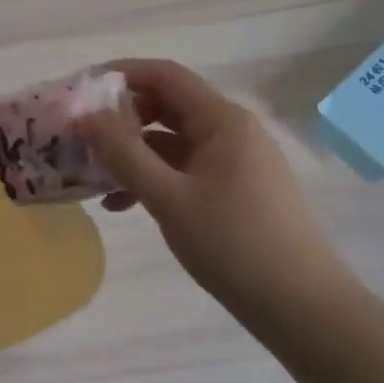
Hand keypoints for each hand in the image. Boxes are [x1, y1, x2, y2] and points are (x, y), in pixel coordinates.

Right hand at [79, 59, 351, 322]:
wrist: (302, 308)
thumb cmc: (234, 245)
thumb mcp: (168, 198)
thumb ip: (124, 154)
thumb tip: (87, 116)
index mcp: (222, 120)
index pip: (165, 75)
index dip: (121, 74)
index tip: (81, 90)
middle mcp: (231, 130)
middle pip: (167, 106)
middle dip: (121, 118)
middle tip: (81, 136)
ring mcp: (236, 161)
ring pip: (172, 141)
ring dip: (133, 153)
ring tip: (93, 175)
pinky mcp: (236, 189)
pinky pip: (185, 169)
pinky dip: (154, 178)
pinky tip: (123, 204)